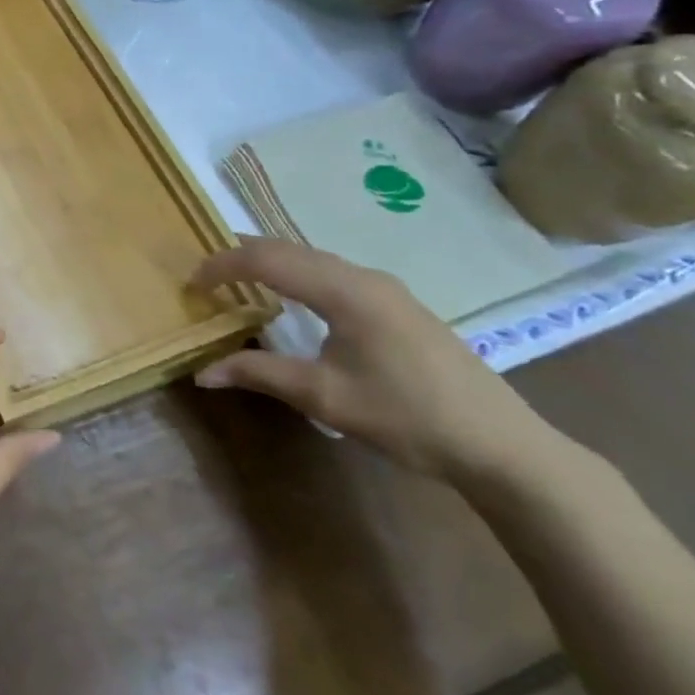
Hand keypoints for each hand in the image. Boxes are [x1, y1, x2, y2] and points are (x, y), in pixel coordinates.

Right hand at [189, 237, 550, 482]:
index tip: (191, 283)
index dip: (223, 265)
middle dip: (242, 253)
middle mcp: (364, 277)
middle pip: (290, 249)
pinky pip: (332, 273)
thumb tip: (202, 372)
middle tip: (204, 268)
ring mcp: (386, 289)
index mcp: (345, 291)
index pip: (268, 260)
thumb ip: (260, 373)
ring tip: (236, 276)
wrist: (503, 446)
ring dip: (271, 262)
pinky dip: (297, 274)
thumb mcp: (324, 396)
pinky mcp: (398, 305)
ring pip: (313, 258)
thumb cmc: (407, 417)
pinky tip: (290, 295)